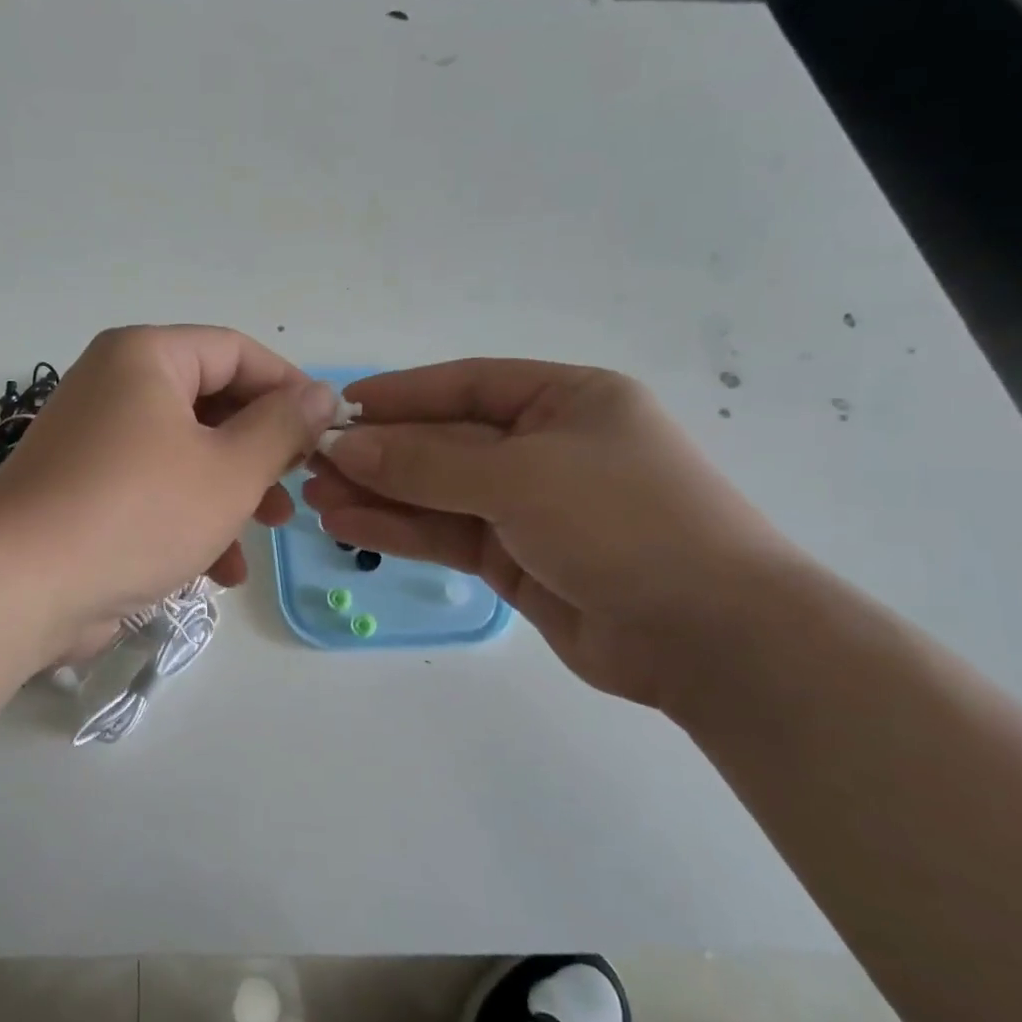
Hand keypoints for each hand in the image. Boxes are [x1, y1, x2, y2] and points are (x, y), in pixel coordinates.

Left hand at [0, 326, 338, 659]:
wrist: (20, 587)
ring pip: (185, 454)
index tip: (325, 430)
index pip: (235, 351)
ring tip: (270, 531)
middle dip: (261, 451)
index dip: (288, 387)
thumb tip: (320, 393)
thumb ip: (282, 427)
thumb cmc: (138, 512)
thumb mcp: (230, 470)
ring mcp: (94, 442)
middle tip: (297, 486)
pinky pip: (152, 491)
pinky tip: (220, 570)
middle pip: (210, 404)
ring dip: (232, 494)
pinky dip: (190, 521)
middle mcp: (115, 387)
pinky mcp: (84, 492)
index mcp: (145, 358)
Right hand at [303, 359, 802, 706]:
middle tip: (312, 462)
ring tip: (315, 497)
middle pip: (445, 441)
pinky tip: (348, 525)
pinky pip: (447, 533)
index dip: (401, 394)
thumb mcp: (521, 476)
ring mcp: (530, 507)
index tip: (339, 406)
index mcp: (566, 401)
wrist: (709, 636)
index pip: (467, 384)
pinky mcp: (516, 559)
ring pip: (438, 492)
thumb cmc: (624, 522)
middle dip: (380, 452)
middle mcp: (546, 447)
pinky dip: (399, 529)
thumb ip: (426, 462)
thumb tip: (345, 444)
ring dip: (379, 494)